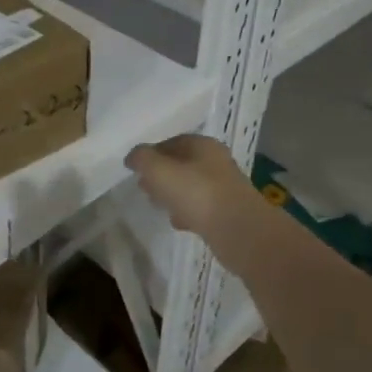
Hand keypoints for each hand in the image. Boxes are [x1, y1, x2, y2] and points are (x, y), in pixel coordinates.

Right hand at [125, 135, 252, 240]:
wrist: (238, 230)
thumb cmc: (196, 192)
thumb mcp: (159, 170)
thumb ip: (141, 159)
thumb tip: (133, 157)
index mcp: (202, 145)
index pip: (172, 142)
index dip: (152, 153)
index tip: (136, 169)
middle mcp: (216, 161)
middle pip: (182, 164)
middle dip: (161, 175)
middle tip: (144, 187)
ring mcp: (224, 187)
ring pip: (191, 186)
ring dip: (173, 194)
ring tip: (157, 206)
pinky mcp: (228, 212)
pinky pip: (201, 207)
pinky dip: (187, 212)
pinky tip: (178, 223)